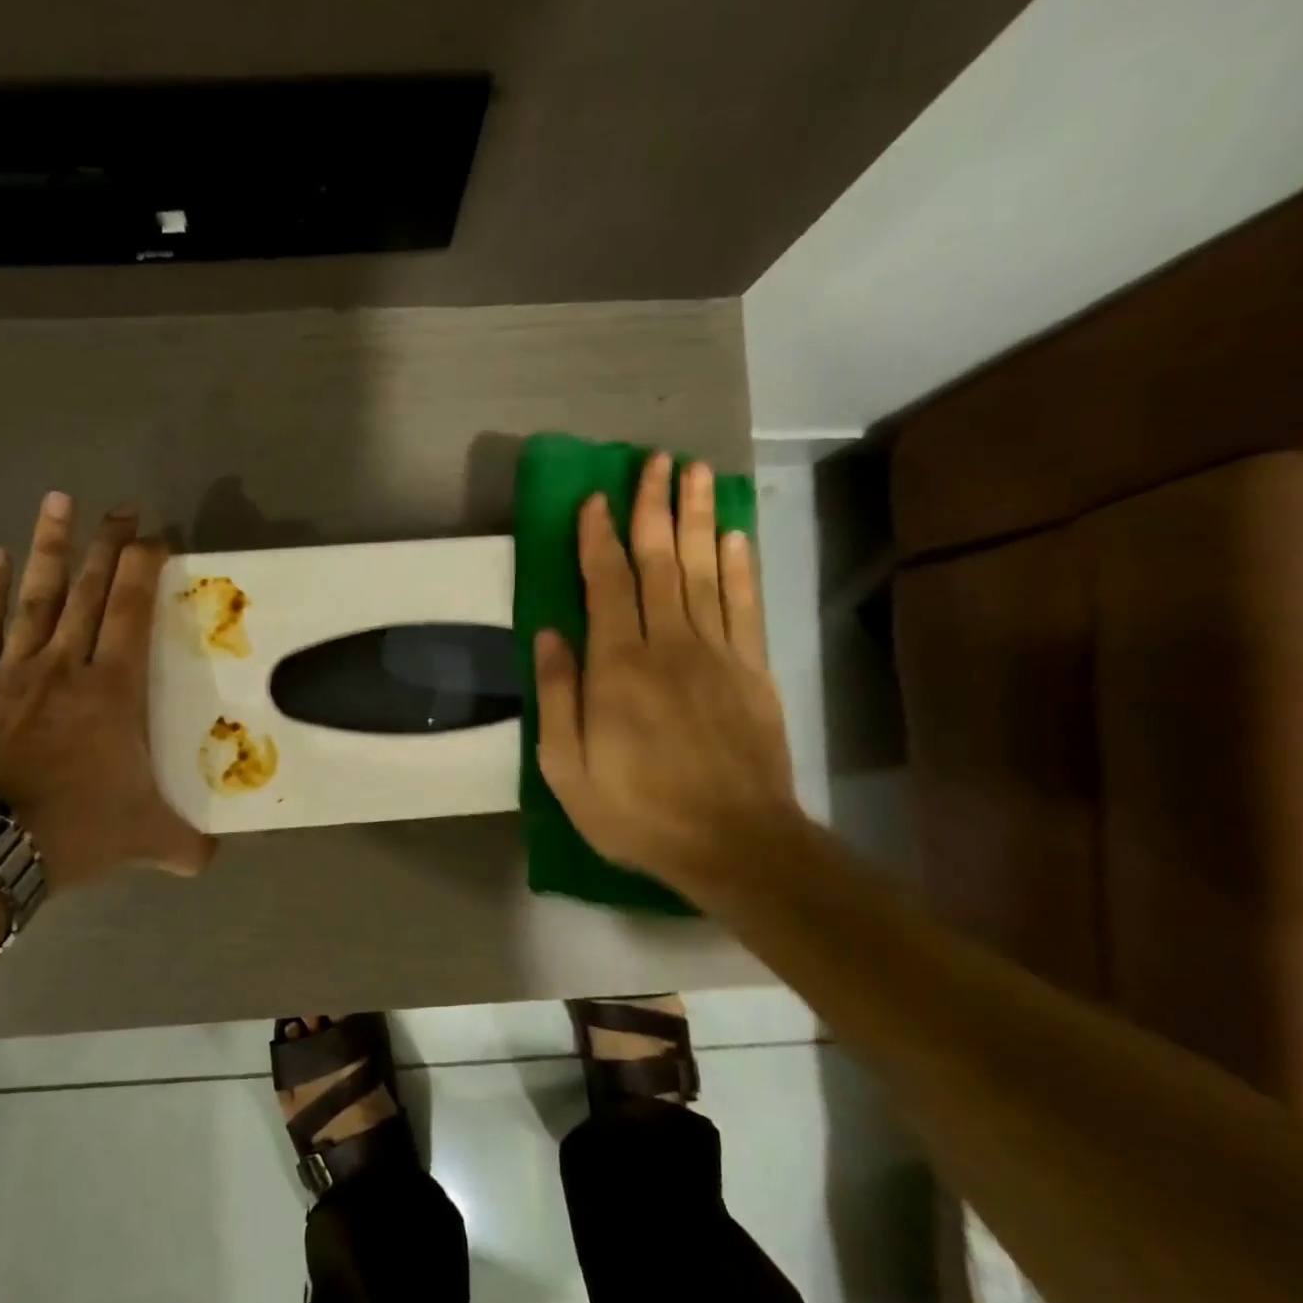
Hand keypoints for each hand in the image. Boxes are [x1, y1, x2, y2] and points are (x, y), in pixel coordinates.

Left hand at [0, 492, 214, 890]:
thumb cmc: (72, 830)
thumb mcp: (145, 839)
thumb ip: (185, 845)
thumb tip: (212, 860)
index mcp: (113, 690)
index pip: (133, 612)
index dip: (145, 568)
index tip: (158, 537)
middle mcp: (66, 666)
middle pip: (88, 591)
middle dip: (108, 545)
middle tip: (121, 508)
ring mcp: (12, 671)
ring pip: (36, 597)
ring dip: (49, 548)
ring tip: (59, 502)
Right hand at [534, 455, 798, 889]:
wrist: (733, 842)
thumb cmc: (636, 810)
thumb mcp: (567, 769)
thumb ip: (556, 696)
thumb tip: (549, 632)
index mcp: (617, 668)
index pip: (607, 584)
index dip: (599, 537)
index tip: (595, 498)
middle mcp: (668, 646)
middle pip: (660, 562)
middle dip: (653, 508)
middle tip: (654, 460)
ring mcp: (717, 654)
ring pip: (704, 571)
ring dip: (697, 518)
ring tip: (695, 473)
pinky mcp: (752, 671)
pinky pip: (743, 606)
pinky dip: (738, 566)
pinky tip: (733, 534)